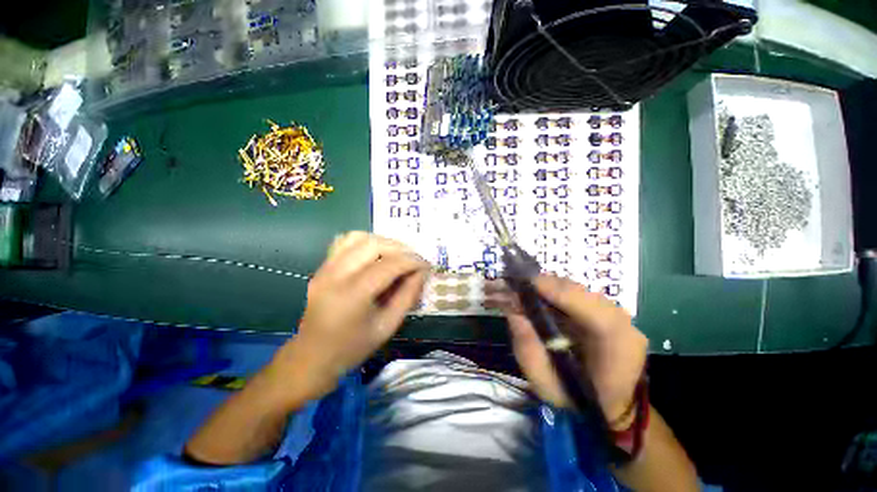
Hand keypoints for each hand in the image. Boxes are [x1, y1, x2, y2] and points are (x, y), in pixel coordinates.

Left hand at [271, 232, 428, 400]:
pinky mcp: (321, 267)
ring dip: (382, 242)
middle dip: (400, 248)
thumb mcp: (388, 326)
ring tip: (396, 255)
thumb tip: (422, 272)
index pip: (389, 265)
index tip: (426, 265)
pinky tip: (375, 254)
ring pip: (358, 237)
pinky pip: (344, 242)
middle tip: (413, 259)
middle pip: (373, 244)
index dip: (412, 261)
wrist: (312, 356)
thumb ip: (408, 296)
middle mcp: (336, 275)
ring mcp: (325, 268)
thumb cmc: (353, 347)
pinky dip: (364, 241)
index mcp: (353, 295)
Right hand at [486, 275, 647, 427]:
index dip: (553, 290)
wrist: (613, 408)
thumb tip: (513, 314)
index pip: (588, 306)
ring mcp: (616, 313)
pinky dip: (553, 292)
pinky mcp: (606, 311)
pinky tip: (537, 297)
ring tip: (522, 290)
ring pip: (575, 288)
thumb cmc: (581, 402)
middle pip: (578, 291)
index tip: (521, 284)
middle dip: (542, 285)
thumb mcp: (547, 385)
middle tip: (513, 286)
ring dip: (546, 287)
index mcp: (617, 344)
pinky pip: (575, 294)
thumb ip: (528, 351)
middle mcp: (621, 321)